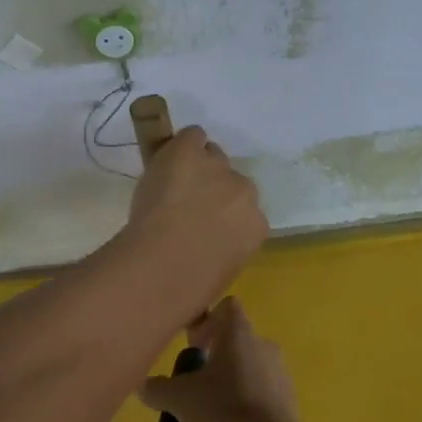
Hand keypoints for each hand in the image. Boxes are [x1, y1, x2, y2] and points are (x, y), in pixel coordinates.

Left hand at [126, 127, 267, 291]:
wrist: (166, 263)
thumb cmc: (192, 286)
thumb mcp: (222, 272)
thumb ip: (226, 252)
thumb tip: (217, 259)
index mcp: (256, 226)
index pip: (247, 211)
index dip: (225, 215)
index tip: (207, 224)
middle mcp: (245, 192)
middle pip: (233, 180)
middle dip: (215, 189)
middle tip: (189, 203)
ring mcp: (218, 169)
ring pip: (213, 156)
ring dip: (198, 166)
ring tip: (175, 181)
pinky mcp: (191, 152)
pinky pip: (194, 136)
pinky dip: (185, 143)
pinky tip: (172, 152)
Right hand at [137, 298, 303, 421]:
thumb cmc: (222, 410)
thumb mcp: (179, 400)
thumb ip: (158, 389)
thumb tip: (144, 386)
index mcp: (239, 335)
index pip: (226, 309)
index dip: (207, 323)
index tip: (192, 348)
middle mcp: (262, 349)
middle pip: (230, 354)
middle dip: (205, 379)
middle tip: (187, 400)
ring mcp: (277, 380)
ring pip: (238, 389)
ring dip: (213, 412)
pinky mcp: (285, 409)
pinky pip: (251, 413)